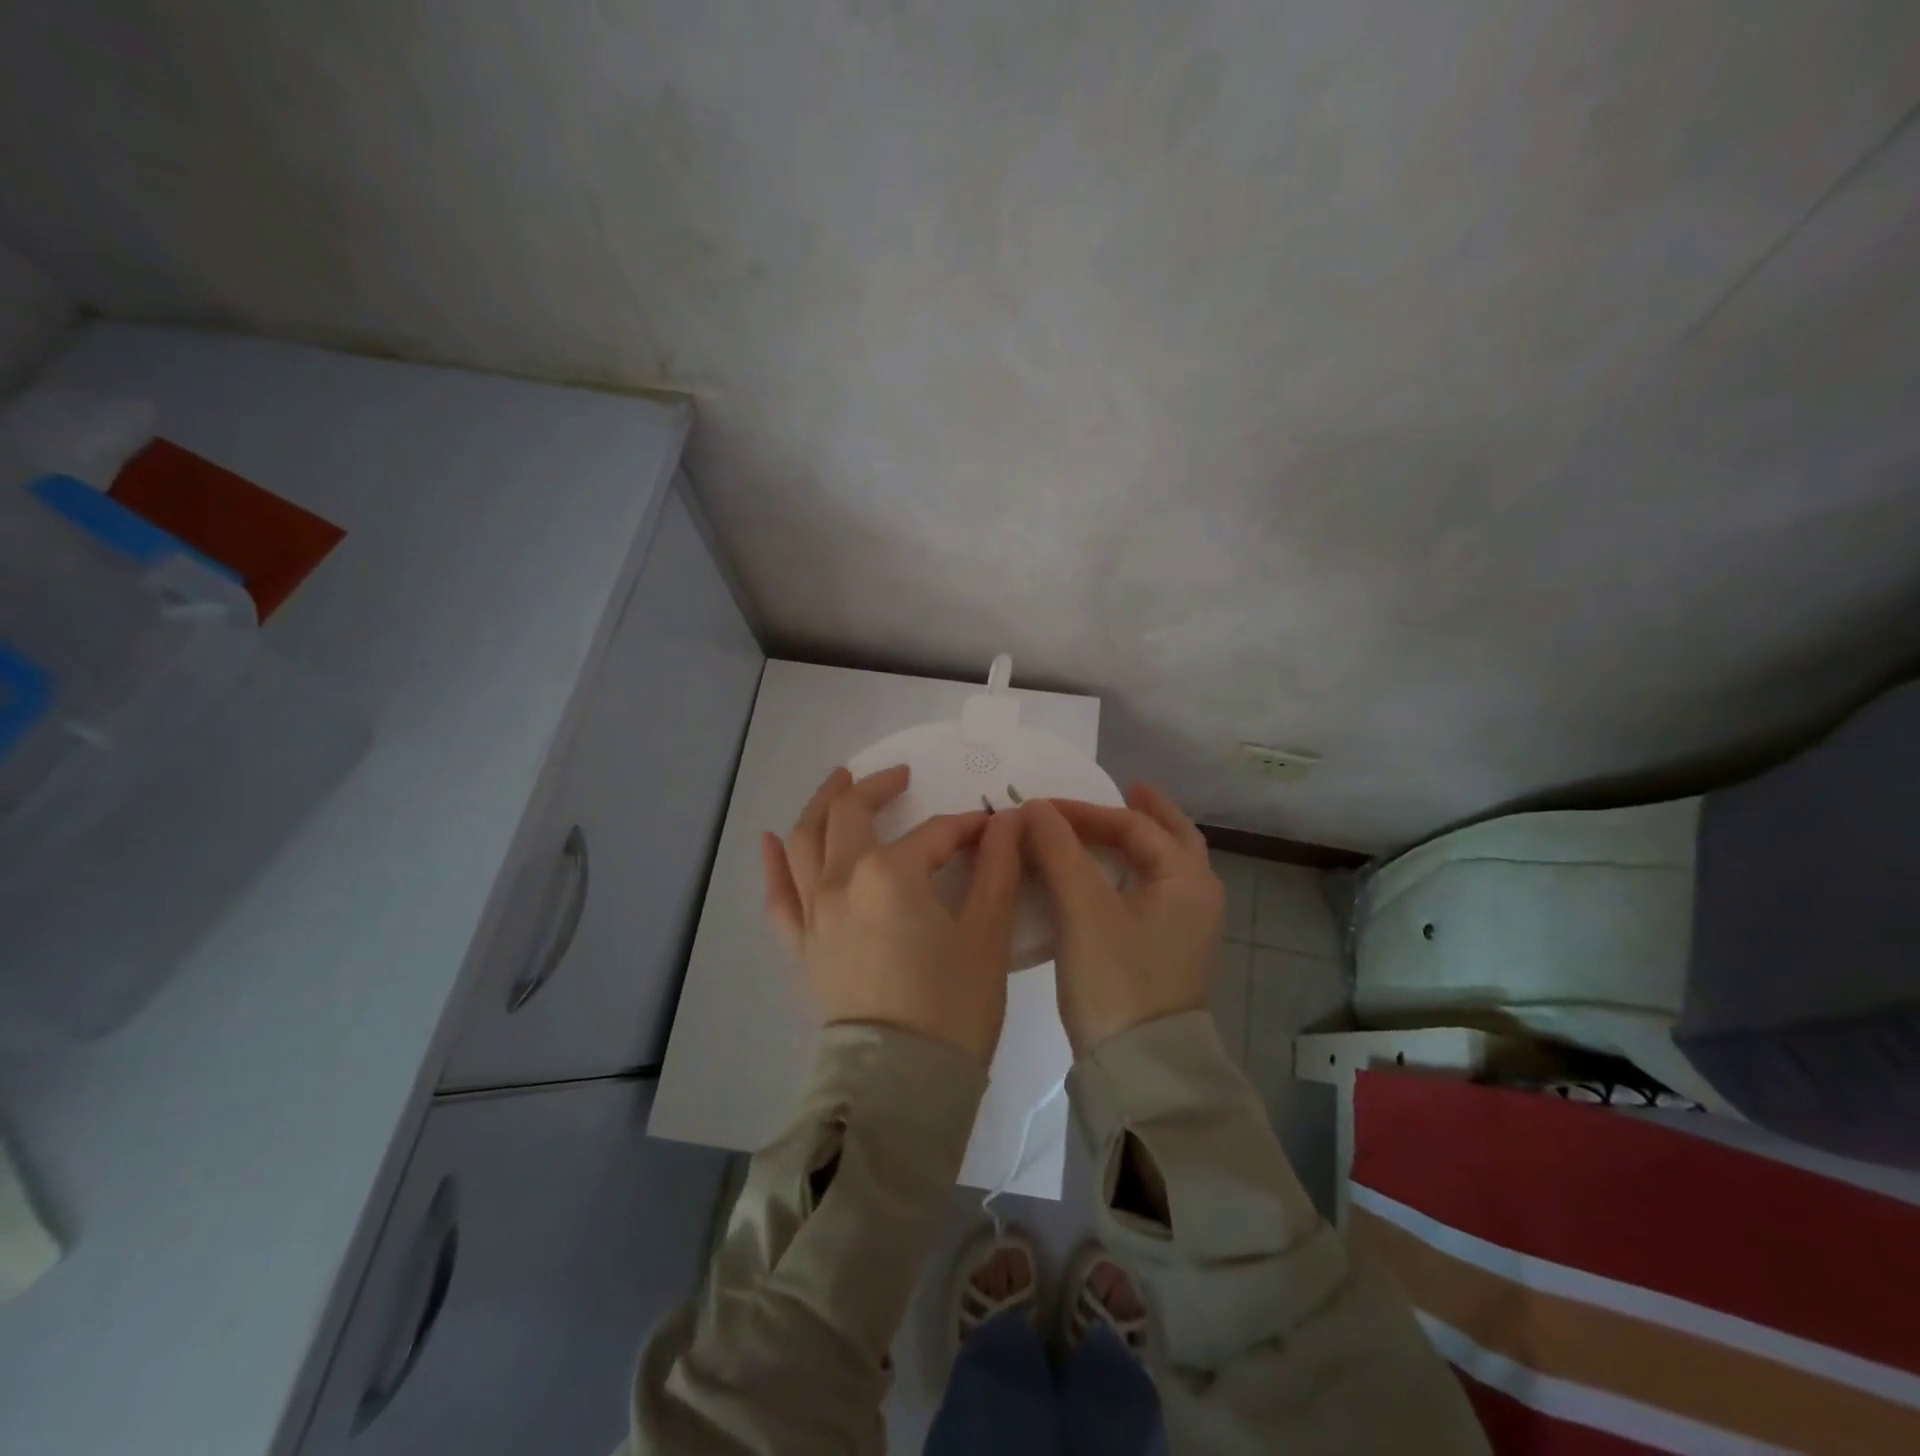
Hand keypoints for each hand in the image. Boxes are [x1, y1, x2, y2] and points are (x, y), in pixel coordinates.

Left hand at [761, 765, 1023, 1062]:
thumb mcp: (987, 933)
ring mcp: (813, 912)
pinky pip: (779, 895)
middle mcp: (841, 880)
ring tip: (838, 782)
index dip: (967, 827)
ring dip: (821, 804)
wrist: (900, 1086)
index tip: (992, 830)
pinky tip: (770, 840)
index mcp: (890, 873)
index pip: (935, 833)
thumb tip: (1009, 820)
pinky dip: (774, 863)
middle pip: (851, 813)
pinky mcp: (801, 944)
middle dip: (877, 788)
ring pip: (805, 840)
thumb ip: (998, 867)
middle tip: (900, 777)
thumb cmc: (952, 1008)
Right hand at [1024, 783, 1223, 1056]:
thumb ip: (1059, 851)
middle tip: (1124, 787)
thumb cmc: (1116, 980)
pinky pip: (1150, 894)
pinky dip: (1129, 874)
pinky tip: (1102, 879)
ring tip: (1109, 828)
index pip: (1135, 826)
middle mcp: (1197, 898)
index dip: (1085, 811)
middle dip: (1147, 812)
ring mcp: (1186, 930)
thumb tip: (1035, 808)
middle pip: (1172, 839)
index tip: (1040, 808)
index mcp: (1186, 880)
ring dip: (1138, 844)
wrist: (1139, 1070)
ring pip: (1163, 869)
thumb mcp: (1083, 910)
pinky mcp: (1167, 953)